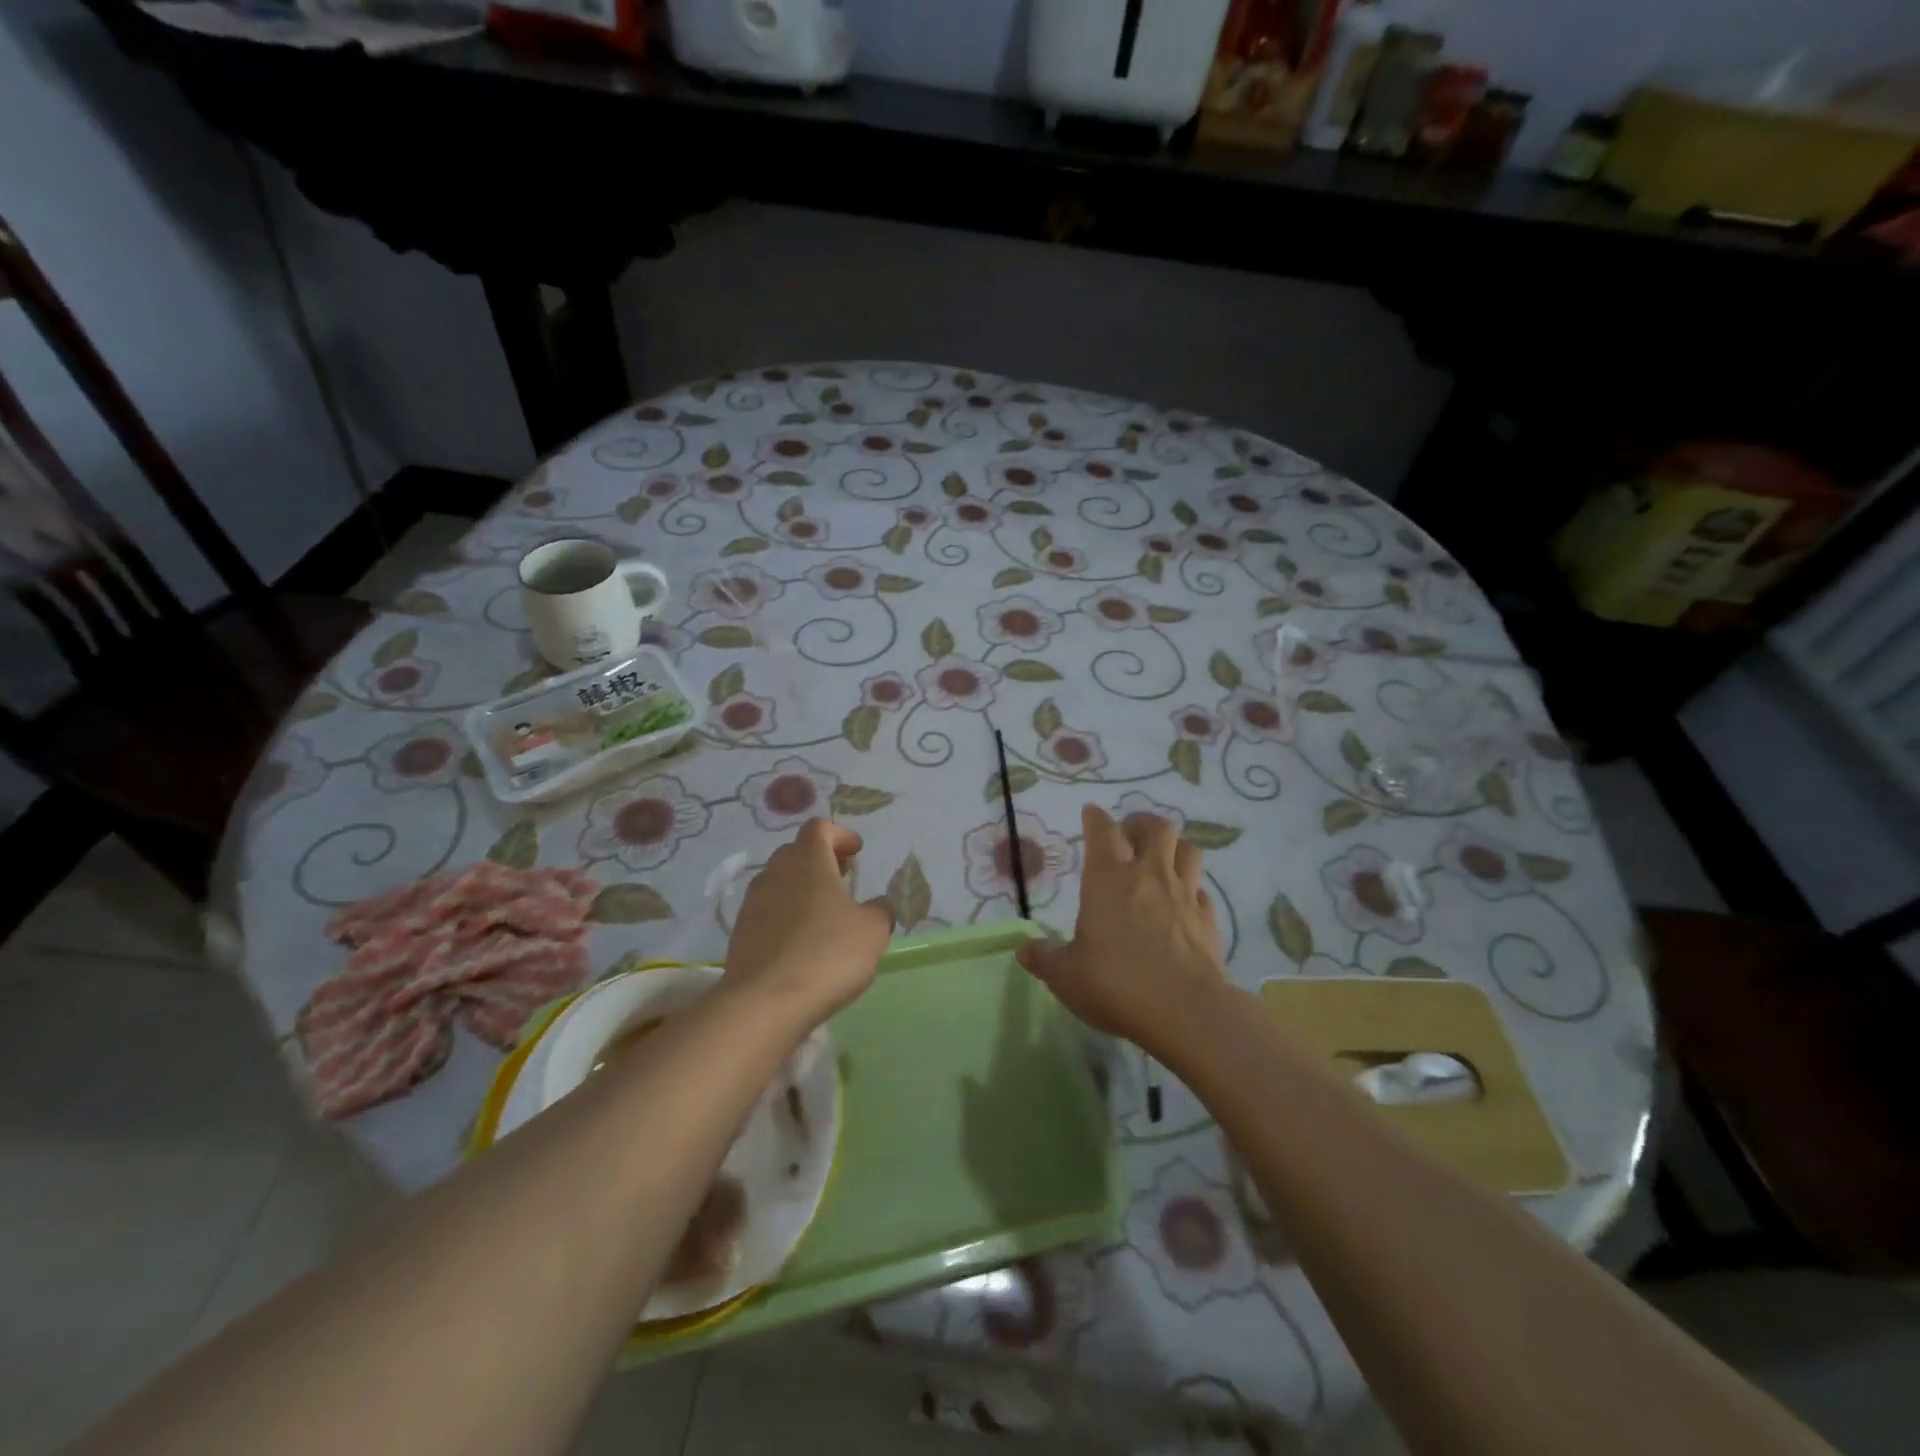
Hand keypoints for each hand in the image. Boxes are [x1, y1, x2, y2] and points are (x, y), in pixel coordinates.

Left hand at [724, 819, 893, 1024]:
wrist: (765, 1003)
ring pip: (779, 882)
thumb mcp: (872, 930)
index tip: (856, 852)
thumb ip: (880, 910)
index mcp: (808, 860)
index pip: (819, 828)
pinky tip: (802, 942)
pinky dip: (786, 916)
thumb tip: (878, 905)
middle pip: (796, 852)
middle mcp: (775, 873)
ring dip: (801, 889)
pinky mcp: (740, 934)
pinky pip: (767, 912)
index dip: (840, 835)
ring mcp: (753, 903)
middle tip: (842, 878)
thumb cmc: (828, 953)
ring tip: (824, 914)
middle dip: (820, 860)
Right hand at [1017, 806, 1224, 1055]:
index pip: (1102, 830)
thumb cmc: (1116, 983)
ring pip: (1187, 850)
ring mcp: (1184, 895)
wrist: (1185, 1011)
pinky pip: (1201, 890)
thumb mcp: (1065, 975)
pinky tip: (1184, 902)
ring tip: (1161, 859)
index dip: (1095, 817)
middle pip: (1155, 827)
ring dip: (1174, 847)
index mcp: (1108, 878)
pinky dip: (1192, 889)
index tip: (1090, 813)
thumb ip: (1044, 958)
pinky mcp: (1209, 920)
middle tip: (1129, 835)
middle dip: (1141, 823)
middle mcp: (1149, 875)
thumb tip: (1024, 949)